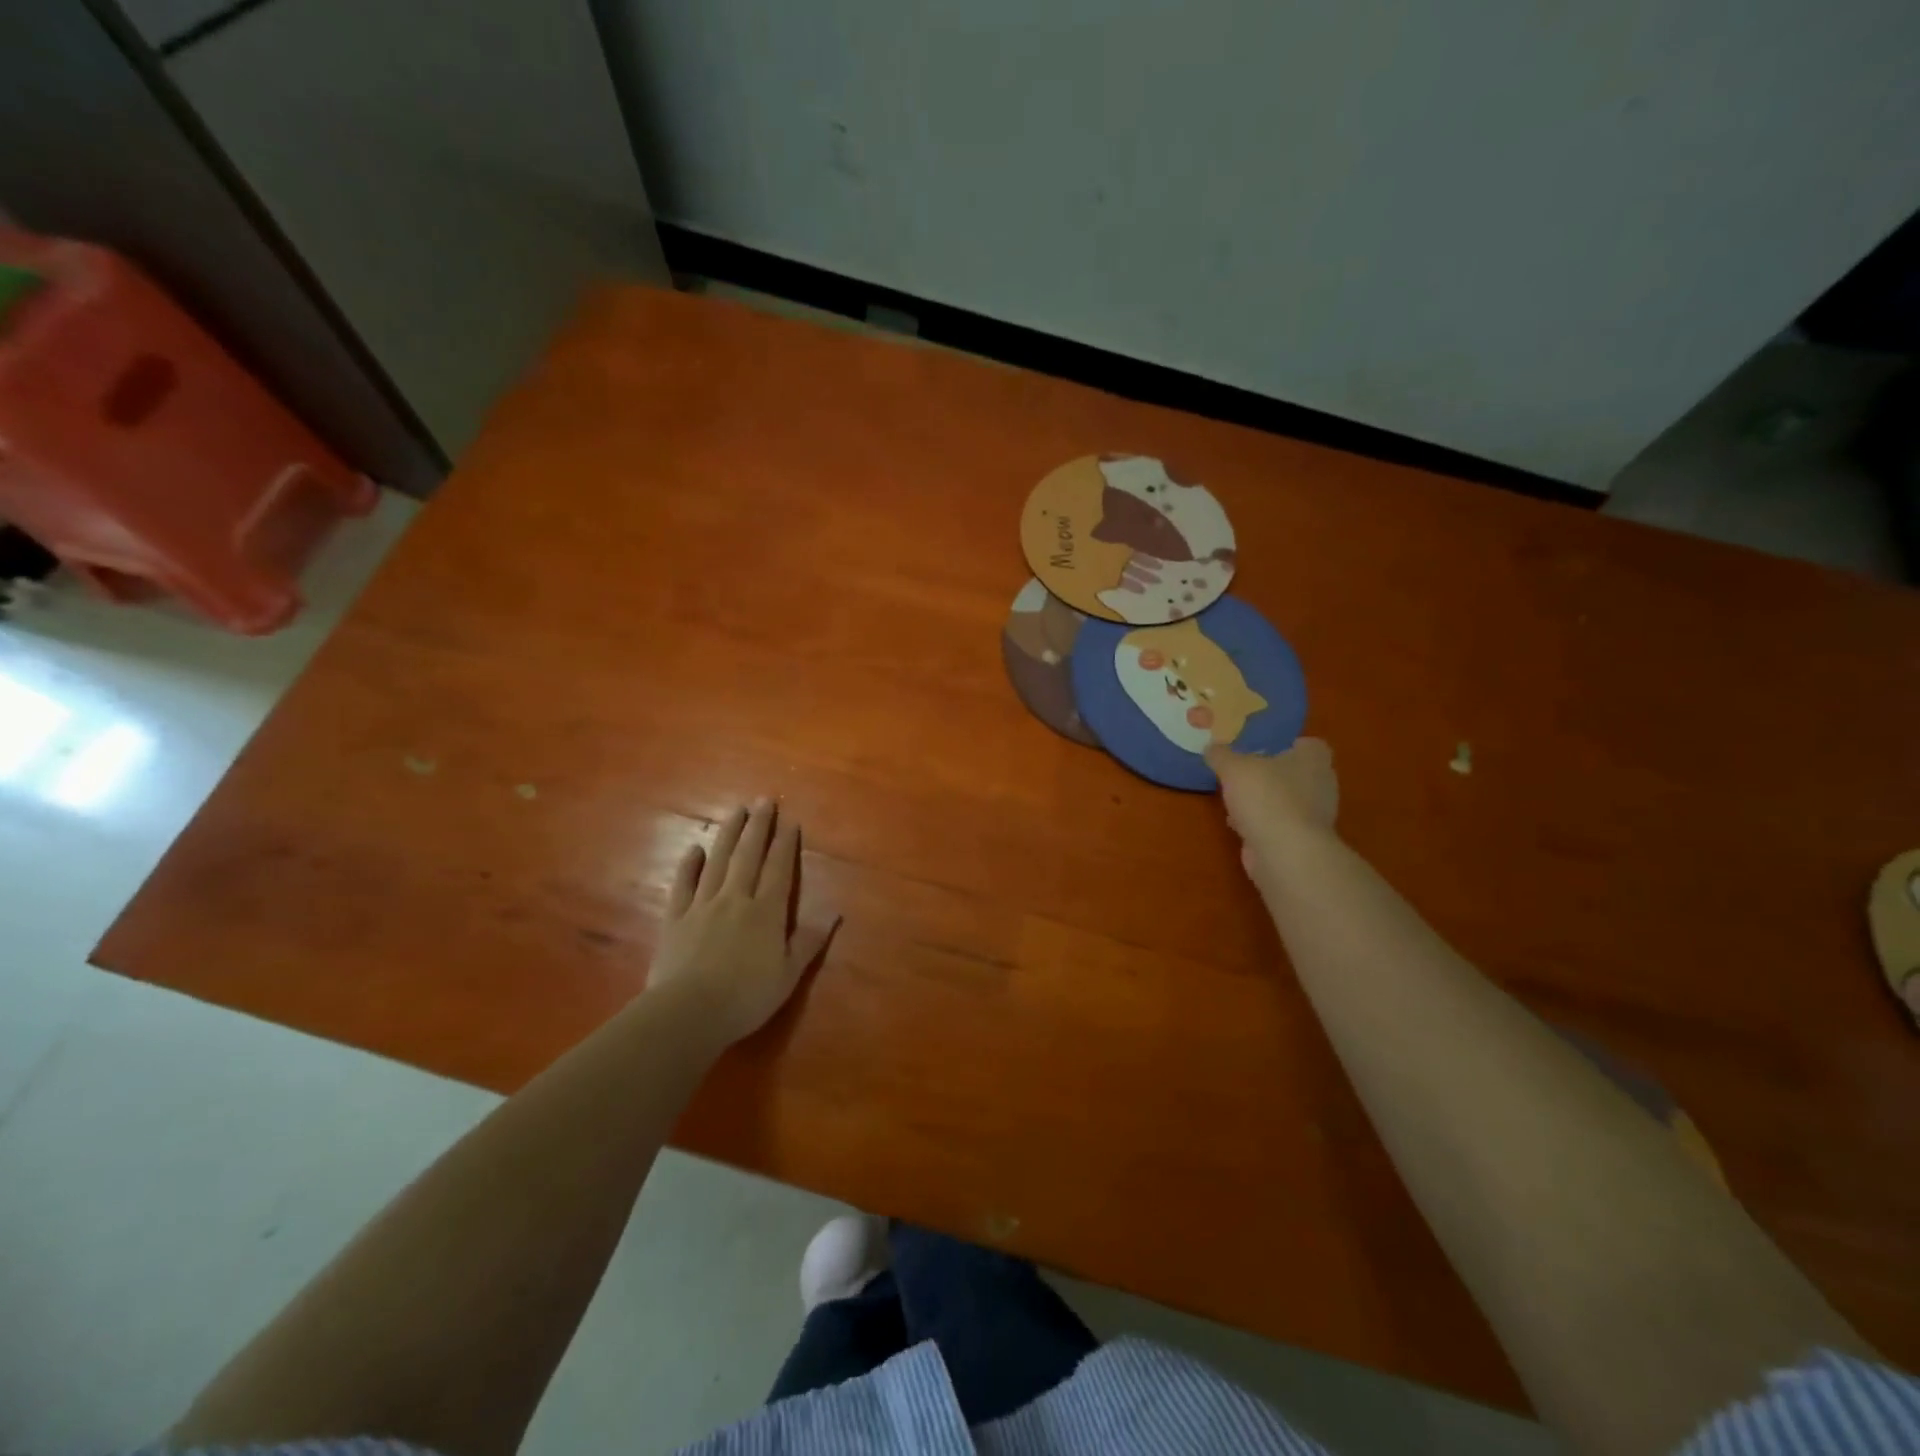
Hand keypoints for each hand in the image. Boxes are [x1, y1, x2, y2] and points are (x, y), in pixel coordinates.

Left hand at [647, 798, 839, 1045]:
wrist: (689, 1011)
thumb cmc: (746, 997)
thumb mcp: (788, 975)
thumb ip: (809, 941)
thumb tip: (835, 913)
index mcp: (767, 912)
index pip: (779, 869)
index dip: (786, 844)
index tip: (790, 820)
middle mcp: (736, 899)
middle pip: (749, 855)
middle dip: (758, 826)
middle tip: (763, 800)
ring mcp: (703, 905)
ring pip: (718, 861)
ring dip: (728, 834)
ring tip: (736, 810)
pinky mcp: (676, 918)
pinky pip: (683, 885)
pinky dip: (689, 865)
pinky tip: (696, 849)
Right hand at [1205, 738, 1339, 873]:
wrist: (1284, 852)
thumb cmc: (1266, 797)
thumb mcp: (1233, 767)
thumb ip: (1221, 755)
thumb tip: (1211, 748)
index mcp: (1313, 759)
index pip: (1308, 744)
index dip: (1286, 744)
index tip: (1262, 748)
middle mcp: (1321, 785)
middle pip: (1295, 773)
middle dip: (1271, 774)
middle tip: (1243, 772)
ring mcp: (1314, 816)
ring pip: (1286, 800)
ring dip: (1264, 801)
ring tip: (1235, 799)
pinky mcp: (1302, 841)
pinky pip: (1279, 825)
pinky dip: (1261, 824)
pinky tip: (1239, 824)